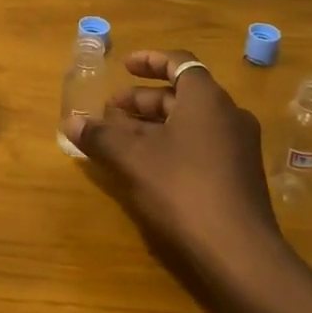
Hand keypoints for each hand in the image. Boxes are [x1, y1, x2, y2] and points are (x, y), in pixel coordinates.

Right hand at [64, 49, 285, 270]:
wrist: (238, 251)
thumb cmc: (182, 188)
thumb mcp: (132, 159)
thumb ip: (101, 136)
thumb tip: (71, 123)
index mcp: (206, 98)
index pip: (179, 62)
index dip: (149, 61)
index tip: (124, 65)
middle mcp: (229, 114)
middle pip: (182, 95)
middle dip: (144, 99)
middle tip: (112, 110)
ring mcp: (239, 146)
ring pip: (192, 122)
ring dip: (156, 124)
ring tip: (123, 138)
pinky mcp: (240, 175)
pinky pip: (203, 145)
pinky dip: (174, 144)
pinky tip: (150, 166)